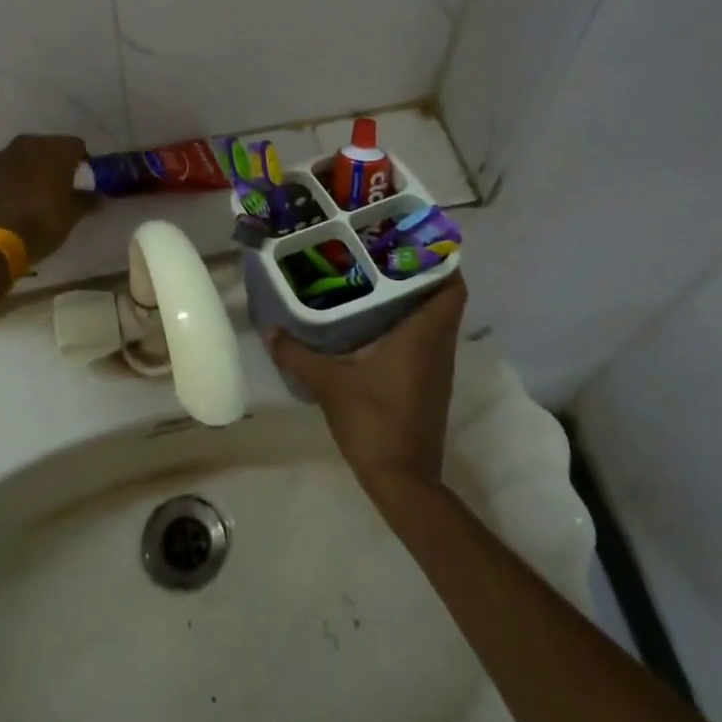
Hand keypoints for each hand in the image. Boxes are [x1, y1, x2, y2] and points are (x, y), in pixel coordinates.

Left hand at [0, 135, 93, 263]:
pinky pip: (9, 171)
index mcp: (56, 148)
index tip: (83, 183)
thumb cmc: (41, 221)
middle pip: (50, 148)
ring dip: (34, 171)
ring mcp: (4, 156)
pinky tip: (17, 201)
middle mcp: (29, 144)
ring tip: (38, 195)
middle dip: (57, 164)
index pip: (77, 146)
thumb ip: (87, 201)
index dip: (83, 164)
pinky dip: (16, 180)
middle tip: (62, 188)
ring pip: (27, 157)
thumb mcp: (71, 216)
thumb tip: (97, 197)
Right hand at [266, 277, 466, 494]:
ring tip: (374, 282)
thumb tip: (269, 329)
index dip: (440, 260)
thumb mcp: (328, 383)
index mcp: (424, 335)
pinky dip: (408, 327)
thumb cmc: (373, 421)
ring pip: (435, 321)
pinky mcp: (430, 386)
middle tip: (381, 256)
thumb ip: (297, 354)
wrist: (402, 480)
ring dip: (413, 301)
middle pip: (442, 298)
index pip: (452, 286)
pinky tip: (374, 325)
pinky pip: (426, 342)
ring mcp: (438, 369)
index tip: (410, 241)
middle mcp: (439, 346)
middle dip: (418, 274)